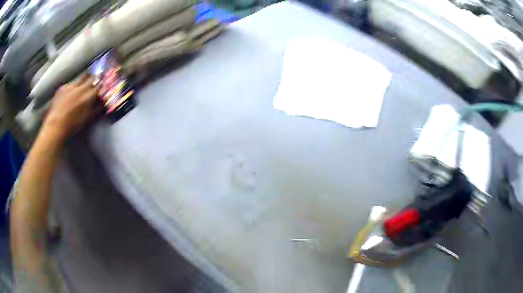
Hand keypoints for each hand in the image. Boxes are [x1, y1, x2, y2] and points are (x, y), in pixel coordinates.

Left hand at [44, 74, 100, 137]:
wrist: (56, 126)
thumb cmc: (73, 125)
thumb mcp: (88, 117)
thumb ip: (96, 108)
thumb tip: (103, 102)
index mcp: (90, 94)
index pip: (99, 83)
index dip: (102, 83)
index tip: (103, 83)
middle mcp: (82, 87)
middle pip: (90, 77)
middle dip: (93, 78)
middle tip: (94, 81)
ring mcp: (71, 85)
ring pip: (80, 79)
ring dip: (82, 81)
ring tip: (81, 87)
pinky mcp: (63, 87)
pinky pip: (70, 84)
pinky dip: (72, 87)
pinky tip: (69, 94)